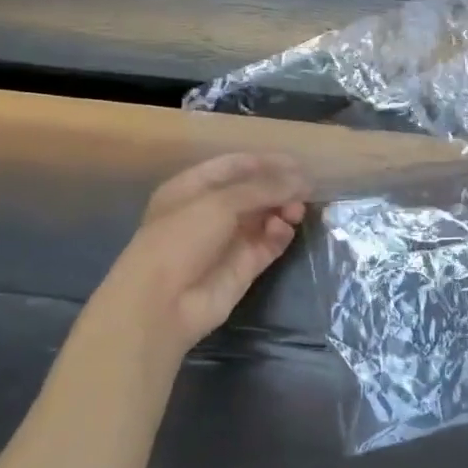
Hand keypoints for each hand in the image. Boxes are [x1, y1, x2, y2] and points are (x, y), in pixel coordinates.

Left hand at [95, 152, 310, 358]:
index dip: (265, 162)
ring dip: (283, 210)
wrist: (161, 305)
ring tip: (296, 211)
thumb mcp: (220, 203)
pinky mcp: (244, 267)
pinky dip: (280, 234)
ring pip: (265, 217)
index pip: (235, 166)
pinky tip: (283, 230)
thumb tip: (301, 180)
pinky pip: (269, 243)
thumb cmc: (181, 239)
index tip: (297, 164)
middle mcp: (211, 212)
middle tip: (306, 190)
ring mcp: (228, 240)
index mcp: (194, 188)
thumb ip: (263, 187)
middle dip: (279, 188)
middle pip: (254, 192)